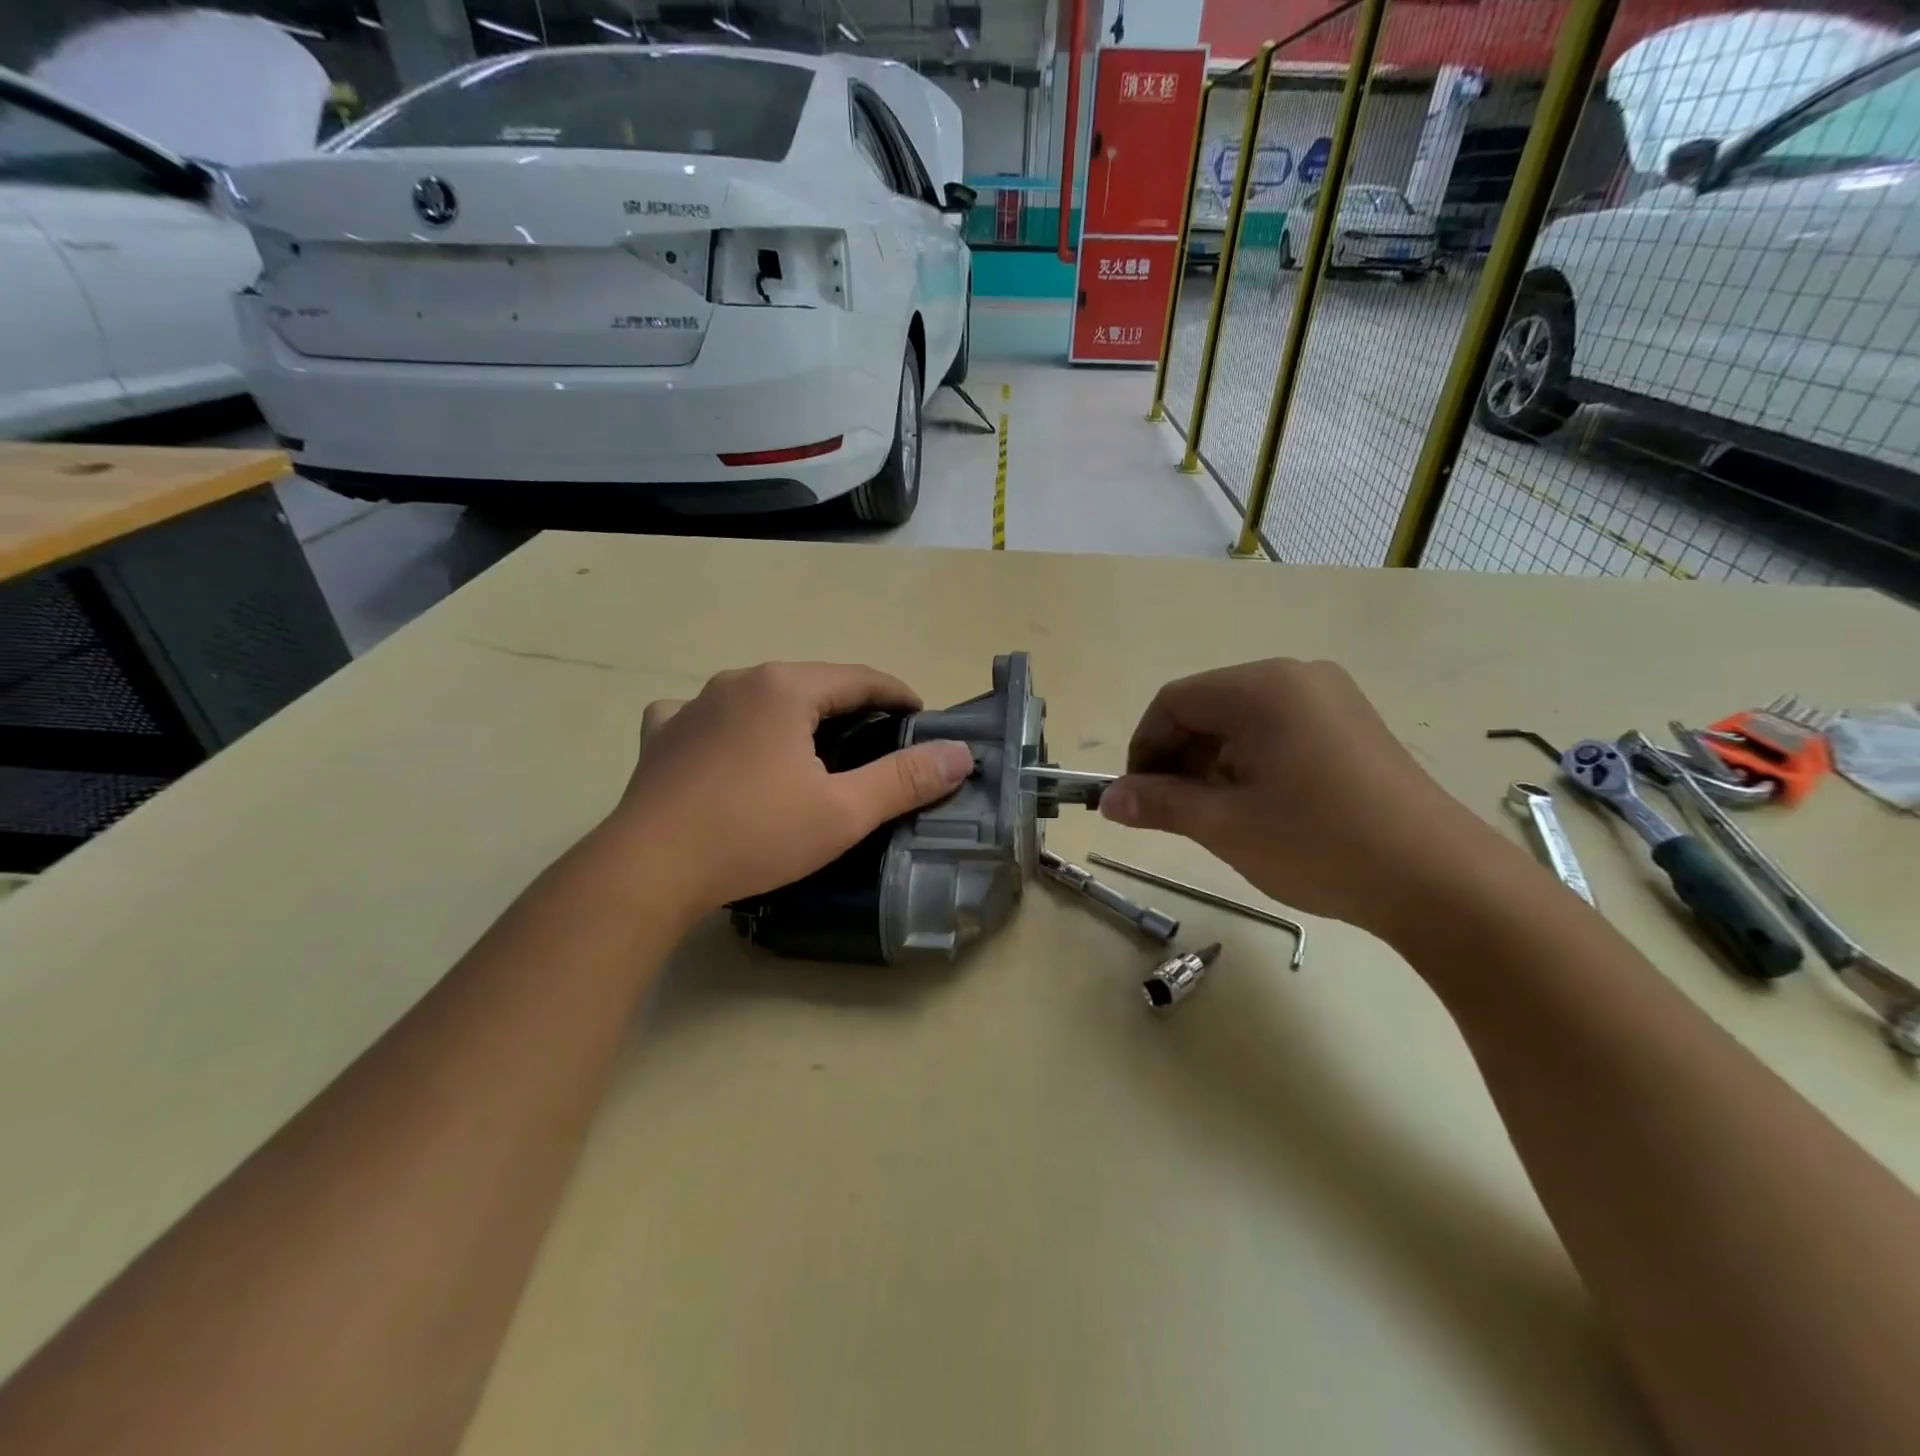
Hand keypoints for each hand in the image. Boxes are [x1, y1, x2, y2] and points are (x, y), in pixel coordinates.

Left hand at [611, 662, 973, 914]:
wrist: (647, 869)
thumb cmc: (753, 835)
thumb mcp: (843, 812)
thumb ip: (905, 780)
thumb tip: (960, 754)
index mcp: (786, 688)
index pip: (860, 678)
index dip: (897, 694)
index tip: (920, 716)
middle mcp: (740, 681)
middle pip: (811, 683)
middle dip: (849, 705)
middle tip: (876, 738)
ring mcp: (693, 704)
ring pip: (761, 696)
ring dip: (793, 713)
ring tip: (812, 746)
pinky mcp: (662, 734)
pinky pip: (706, 715)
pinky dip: (730, 724)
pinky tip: (728, 747)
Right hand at [1100, 659, 1503, 935]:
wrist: (1441, 881)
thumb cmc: (1319, 843)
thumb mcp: (1226, 825)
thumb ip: (1160, 804)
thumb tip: (1107, 800)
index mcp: (1261, 688)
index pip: (1174, 702)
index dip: (1144, 749)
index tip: (1136, 798)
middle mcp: (1296, 677)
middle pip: (1208, 707)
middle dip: (1178, 758)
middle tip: (1172, 811)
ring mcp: (1331, 699)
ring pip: (1242, 722)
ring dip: (1213, 763)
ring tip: (1215, 815)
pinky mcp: (1352, 726)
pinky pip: (1279, 731)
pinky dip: (1251, 763)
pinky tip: (1258, 806)